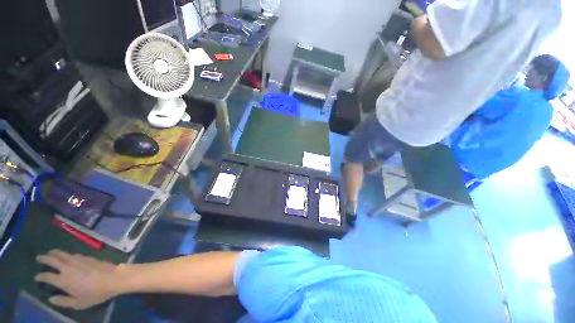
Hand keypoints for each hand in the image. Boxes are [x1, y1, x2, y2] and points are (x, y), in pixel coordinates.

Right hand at [35, 250, 121, 309]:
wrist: (113, 278)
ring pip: (62, 253)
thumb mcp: (78, 303)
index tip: (36, 277)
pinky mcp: (86, 256)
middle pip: (52, 259)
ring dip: (54, 253)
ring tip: (49, 253)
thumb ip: (63, 301)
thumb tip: (50, 299)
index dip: (40, 276)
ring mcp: (77, 260)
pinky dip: (66, 254)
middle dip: (43, 258)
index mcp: (63, 280)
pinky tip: (66, 256)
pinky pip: (72, 254)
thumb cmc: (95, 293)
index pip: (47, 276)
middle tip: (39, 257)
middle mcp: (67, 267)